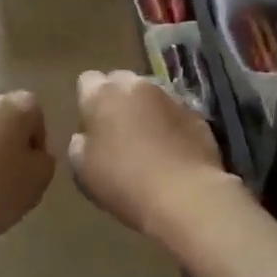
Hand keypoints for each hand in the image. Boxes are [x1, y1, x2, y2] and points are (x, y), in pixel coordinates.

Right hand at [68, 70, 234, 239]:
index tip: (91, 125)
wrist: (184, 196)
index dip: (88, 101)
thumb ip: (78, 145)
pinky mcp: (197, 115)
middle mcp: (137, 86)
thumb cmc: (123, 181)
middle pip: (121, 82)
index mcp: (103, 95)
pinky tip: (171, 152)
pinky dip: (170, 126)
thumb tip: (84, 137)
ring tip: (148, 143)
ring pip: (151, 96)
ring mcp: (171, 98)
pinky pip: (175, 114)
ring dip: (146, 111)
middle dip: (118, 100)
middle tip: (117, 132)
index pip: (87, 81)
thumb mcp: (82, 170)